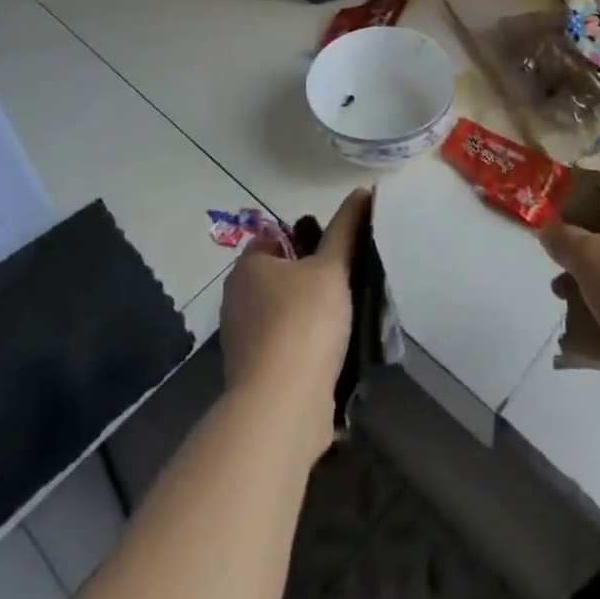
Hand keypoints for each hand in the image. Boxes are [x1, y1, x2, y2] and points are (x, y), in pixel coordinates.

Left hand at [219, 189, 368, 459]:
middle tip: (347, 282)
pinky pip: (285, 348)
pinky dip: (305, 348)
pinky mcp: (255, 376)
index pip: (275, 238)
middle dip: (311, 279)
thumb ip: (347, 228)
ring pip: (283, 314)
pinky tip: (333, 353)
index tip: (336, 252)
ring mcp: (243, 341)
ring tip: (346, 318)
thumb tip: (363, 190)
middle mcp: (237, 300)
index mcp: (247, 267)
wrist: (282, 408)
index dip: (306, 240)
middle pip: (280, 277)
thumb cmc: (304, 322)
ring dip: (310, 316)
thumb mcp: (332, 266)